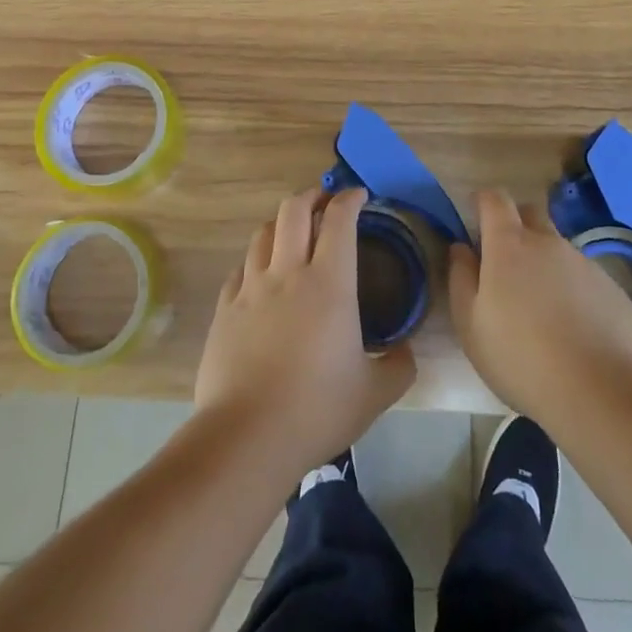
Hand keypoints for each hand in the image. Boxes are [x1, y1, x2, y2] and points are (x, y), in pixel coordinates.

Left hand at [194, 186, 415, 482]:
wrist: (246, 436)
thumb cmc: (317, 410)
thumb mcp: (374, 394)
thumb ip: (398, 366)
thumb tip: (406, 351)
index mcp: (329, 283)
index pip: (339, 220)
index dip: (350, 198)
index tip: (359, 195)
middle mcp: (288, 272)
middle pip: (294, 209)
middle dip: (312, 195)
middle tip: (325, 201)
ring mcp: (251, 288)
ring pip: (264, 232)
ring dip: (282, 223)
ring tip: (293, 232)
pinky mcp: (225, 308)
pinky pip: (241, 267)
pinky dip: (256, 259)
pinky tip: (262, 274)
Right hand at [448, 188, 631, 425]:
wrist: (600, 393)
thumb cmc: (520, 358)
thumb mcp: (470, 325)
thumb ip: (461, 278)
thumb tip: (461, 248)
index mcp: (509, 245)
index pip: (495, 199)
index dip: (483, 203)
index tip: (476, 220)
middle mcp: (549, 243)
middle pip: (530, 214)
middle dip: (516, 226)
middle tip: (507, 265)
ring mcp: (585, 264)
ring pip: (559, 249)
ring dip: (546, 264)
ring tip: (543, 310)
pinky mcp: (613, 289)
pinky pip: (586, 278)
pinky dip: (575, 292)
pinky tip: (575, 330)